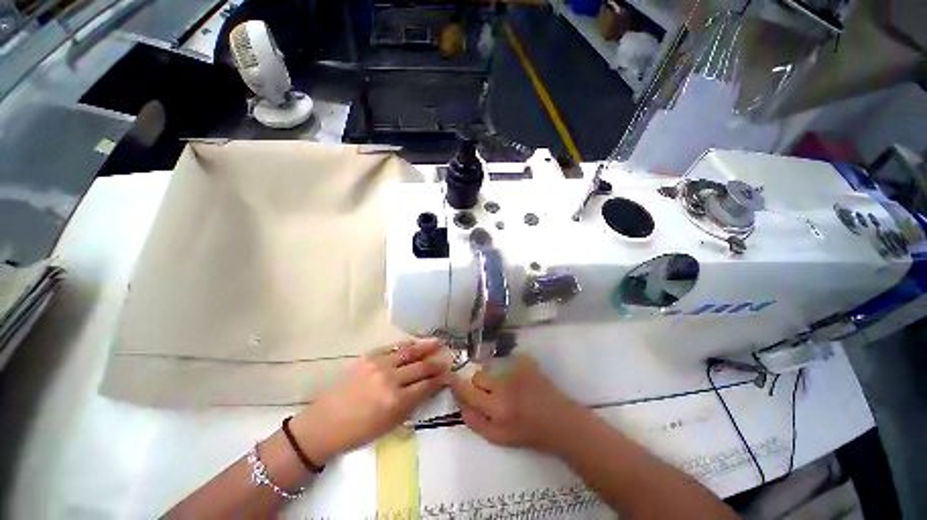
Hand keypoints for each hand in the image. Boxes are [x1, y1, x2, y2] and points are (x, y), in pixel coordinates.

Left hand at [290, 339, 449, 463]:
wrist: (325, 424)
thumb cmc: (358, 432)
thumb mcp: (390, 425)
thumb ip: (412, 404)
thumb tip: (429, 388)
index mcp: (396, 401)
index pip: (425, 385)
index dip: (439, 379)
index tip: (448, 373)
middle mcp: (390, 379)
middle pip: (420, 367)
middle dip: (436, 362)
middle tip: (448, 357)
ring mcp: (378, 365)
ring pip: (409, 352)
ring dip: (425, 346)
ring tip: (438, 342)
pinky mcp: (368, 357)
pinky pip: (393, 348)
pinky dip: (407, 345)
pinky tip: (415, 344)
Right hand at [449, 354, 585, 452]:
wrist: (561, 422)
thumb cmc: (530, 434)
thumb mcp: (499, 438)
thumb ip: (475, 422)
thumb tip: (460, 404)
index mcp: (496, 408)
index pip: (467, 391)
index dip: (457, 385)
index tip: (452, 379)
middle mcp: (504, 386)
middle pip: (478, 376)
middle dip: (479, 384)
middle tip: (490, 393)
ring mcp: (517, 371)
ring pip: (492, 368)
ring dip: (494, 376)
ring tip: (508, 388)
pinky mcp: (527, 363)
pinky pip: (508, 361)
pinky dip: (509, 369)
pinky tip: (520, 381)